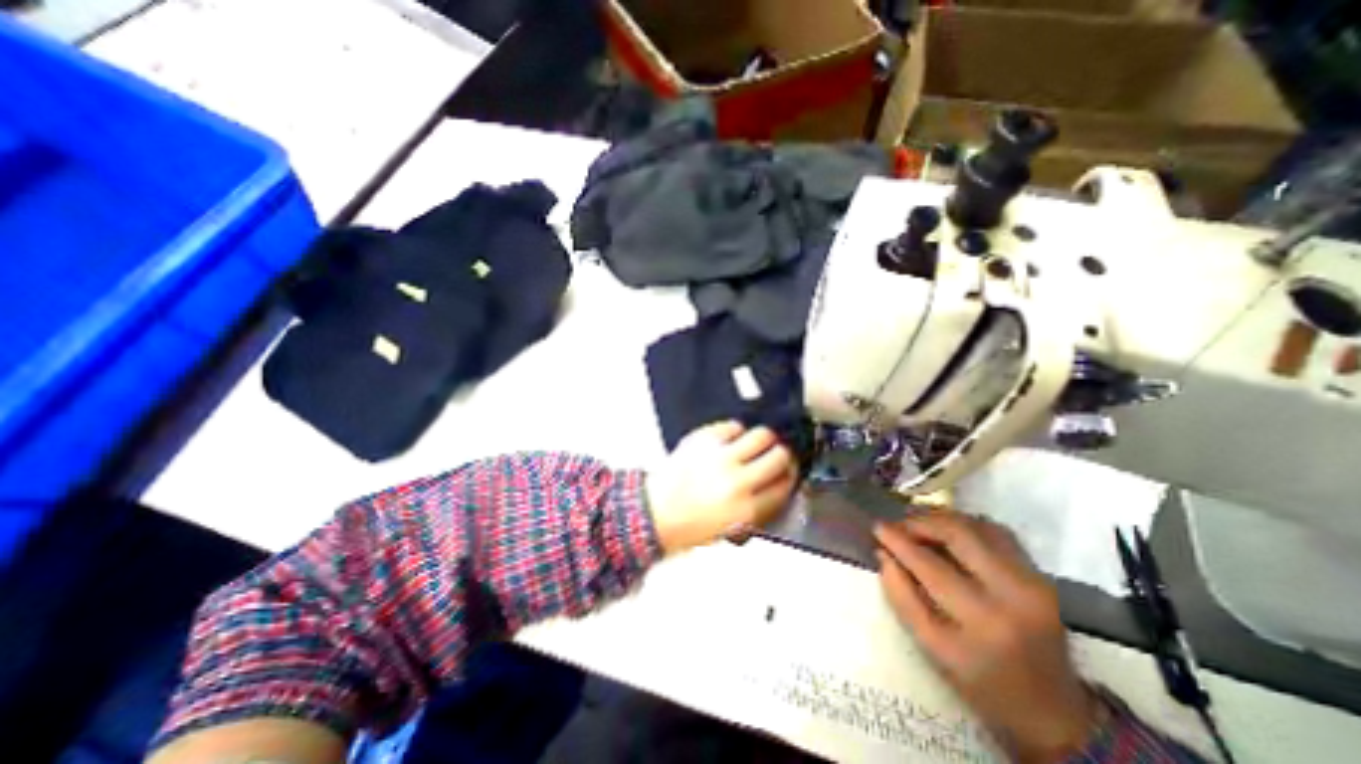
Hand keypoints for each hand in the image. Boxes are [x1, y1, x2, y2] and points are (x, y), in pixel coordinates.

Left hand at [648, 420, 797, 553]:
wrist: (654, 513)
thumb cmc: (688, 525)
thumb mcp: (731, 529)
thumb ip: (757, 509)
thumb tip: (775, 486)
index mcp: (746, 509)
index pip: (784, 485)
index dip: (790, 476)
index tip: (789, 471)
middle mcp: (737, 481)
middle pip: (779, 456)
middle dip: (782, 455)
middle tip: (778, 454)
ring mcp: (720, 457)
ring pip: (761, 435)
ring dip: (765, 439)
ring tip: (759, 442)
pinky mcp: (704, 440)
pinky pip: (732, 426)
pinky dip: (736, 431)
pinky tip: (732, 439)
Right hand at [879, 508, 1099, 763]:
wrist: (1053, 711)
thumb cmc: (982, 683)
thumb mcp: (932, 648)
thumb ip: (902, 597)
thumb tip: (883, 554)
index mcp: (983, 620)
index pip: (930, 564)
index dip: (899, 541)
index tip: (877, 527)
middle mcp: (1013, 593)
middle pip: (958, 533)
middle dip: (920, 522)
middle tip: (898, 525)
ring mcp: (1033, 580)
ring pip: (978, 526)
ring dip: (941, 519)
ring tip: (918, 525)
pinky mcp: (1041, 574)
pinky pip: (997, 532)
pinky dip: (966, 525)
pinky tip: (949, 533)